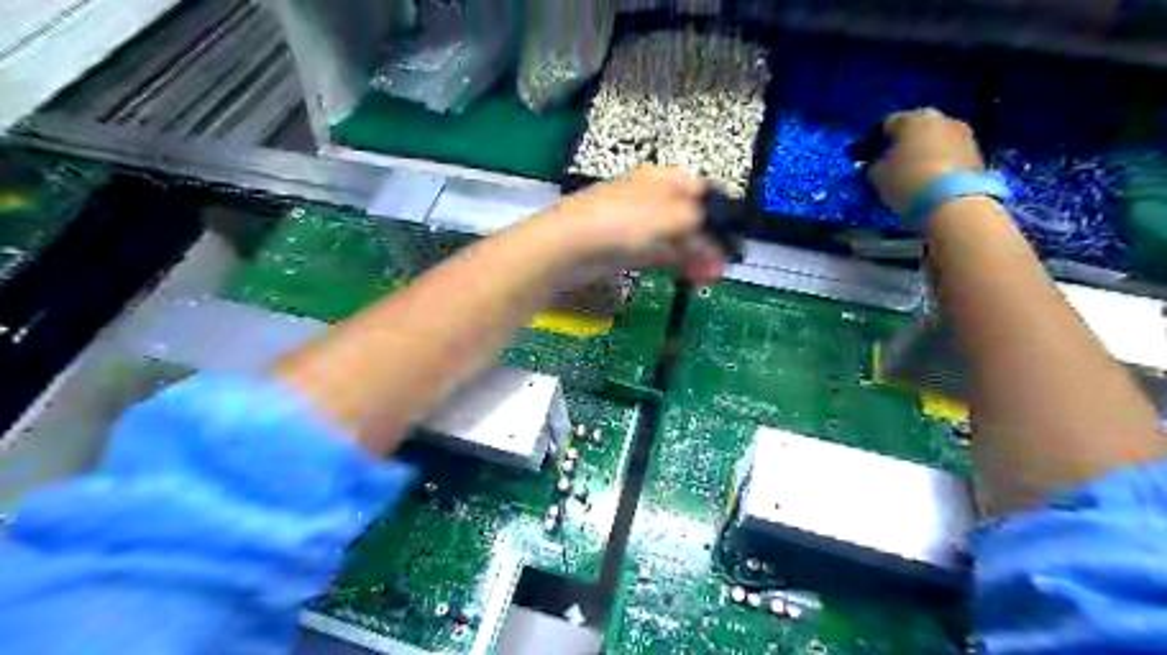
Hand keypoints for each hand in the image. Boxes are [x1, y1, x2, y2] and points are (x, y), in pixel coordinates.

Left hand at [531, 165, 725, 280]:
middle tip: (723, 265)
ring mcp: (638, 226)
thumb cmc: (622, 222)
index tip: (733, 237)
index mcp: (663, 180)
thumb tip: (716, 244)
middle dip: (709, 240)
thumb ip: (700, 226)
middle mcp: (652, 199)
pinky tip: (689, 275)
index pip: (700, 190)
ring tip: (711, 276)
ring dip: (695, 255)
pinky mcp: (627, 249)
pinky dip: (676, 263)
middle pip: (689, 218)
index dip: (720, 212)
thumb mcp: (671, 217)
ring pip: (675, 239)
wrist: (568, 245)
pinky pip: (659, 254)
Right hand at [864, 107, 981, 214]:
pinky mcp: (977, 152)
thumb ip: (873, 165)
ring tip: (914, 172)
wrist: (951, 201)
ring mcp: (963, 133)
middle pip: (917, 127)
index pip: (888, 123)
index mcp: (913, 118)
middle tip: (894, 161)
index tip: (870, 156)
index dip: (877, 140)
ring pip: (937, 139)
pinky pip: (951, 153)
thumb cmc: (906, 181)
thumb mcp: (877, 175)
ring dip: (926, 150)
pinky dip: (941, 161)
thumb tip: (875, 163)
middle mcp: (941, 118)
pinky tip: (931, 179)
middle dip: (905, 142)